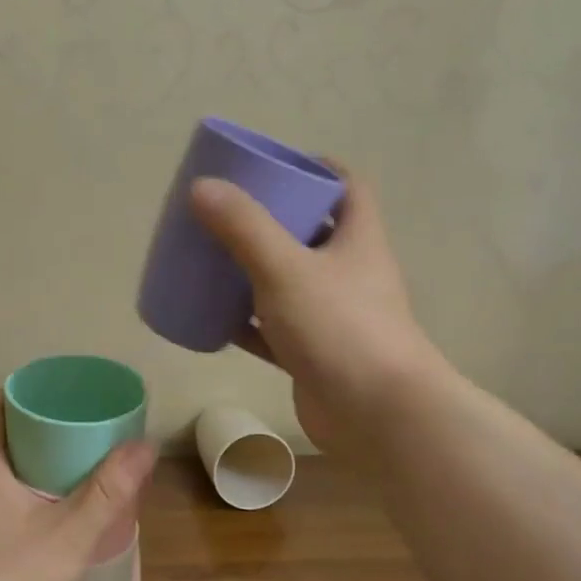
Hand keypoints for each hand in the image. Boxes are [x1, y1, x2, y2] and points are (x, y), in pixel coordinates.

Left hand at [0, 391, 155, 580]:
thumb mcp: (71, 533)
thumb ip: (110, 490)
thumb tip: (145, 446)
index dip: (17, 395)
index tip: (53, 398)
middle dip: (34, 434)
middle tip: (77, 436)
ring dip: (29, 471)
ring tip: (73, 476)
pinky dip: (21, 502)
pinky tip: (52, 523)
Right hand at [189, 165, 445, 455]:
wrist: (378, 416)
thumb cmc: (340, 328)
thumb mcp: (286, 268)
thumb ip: (243, 227)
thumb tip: (201, 187)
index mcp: (357, 239)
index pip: (347, 187)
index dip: (316, 168)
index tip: (274, 164)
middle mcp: (350, 273)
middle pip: (312, 232)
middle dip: (272, 218)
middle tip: (227, 211)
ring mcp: (332, 316)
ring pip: (289, 281)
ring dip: (255, 270)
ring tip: (212, 257)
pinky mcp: (313, 353)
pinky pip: (273, 328)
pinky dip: (246, 321)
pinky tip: (213, 317)